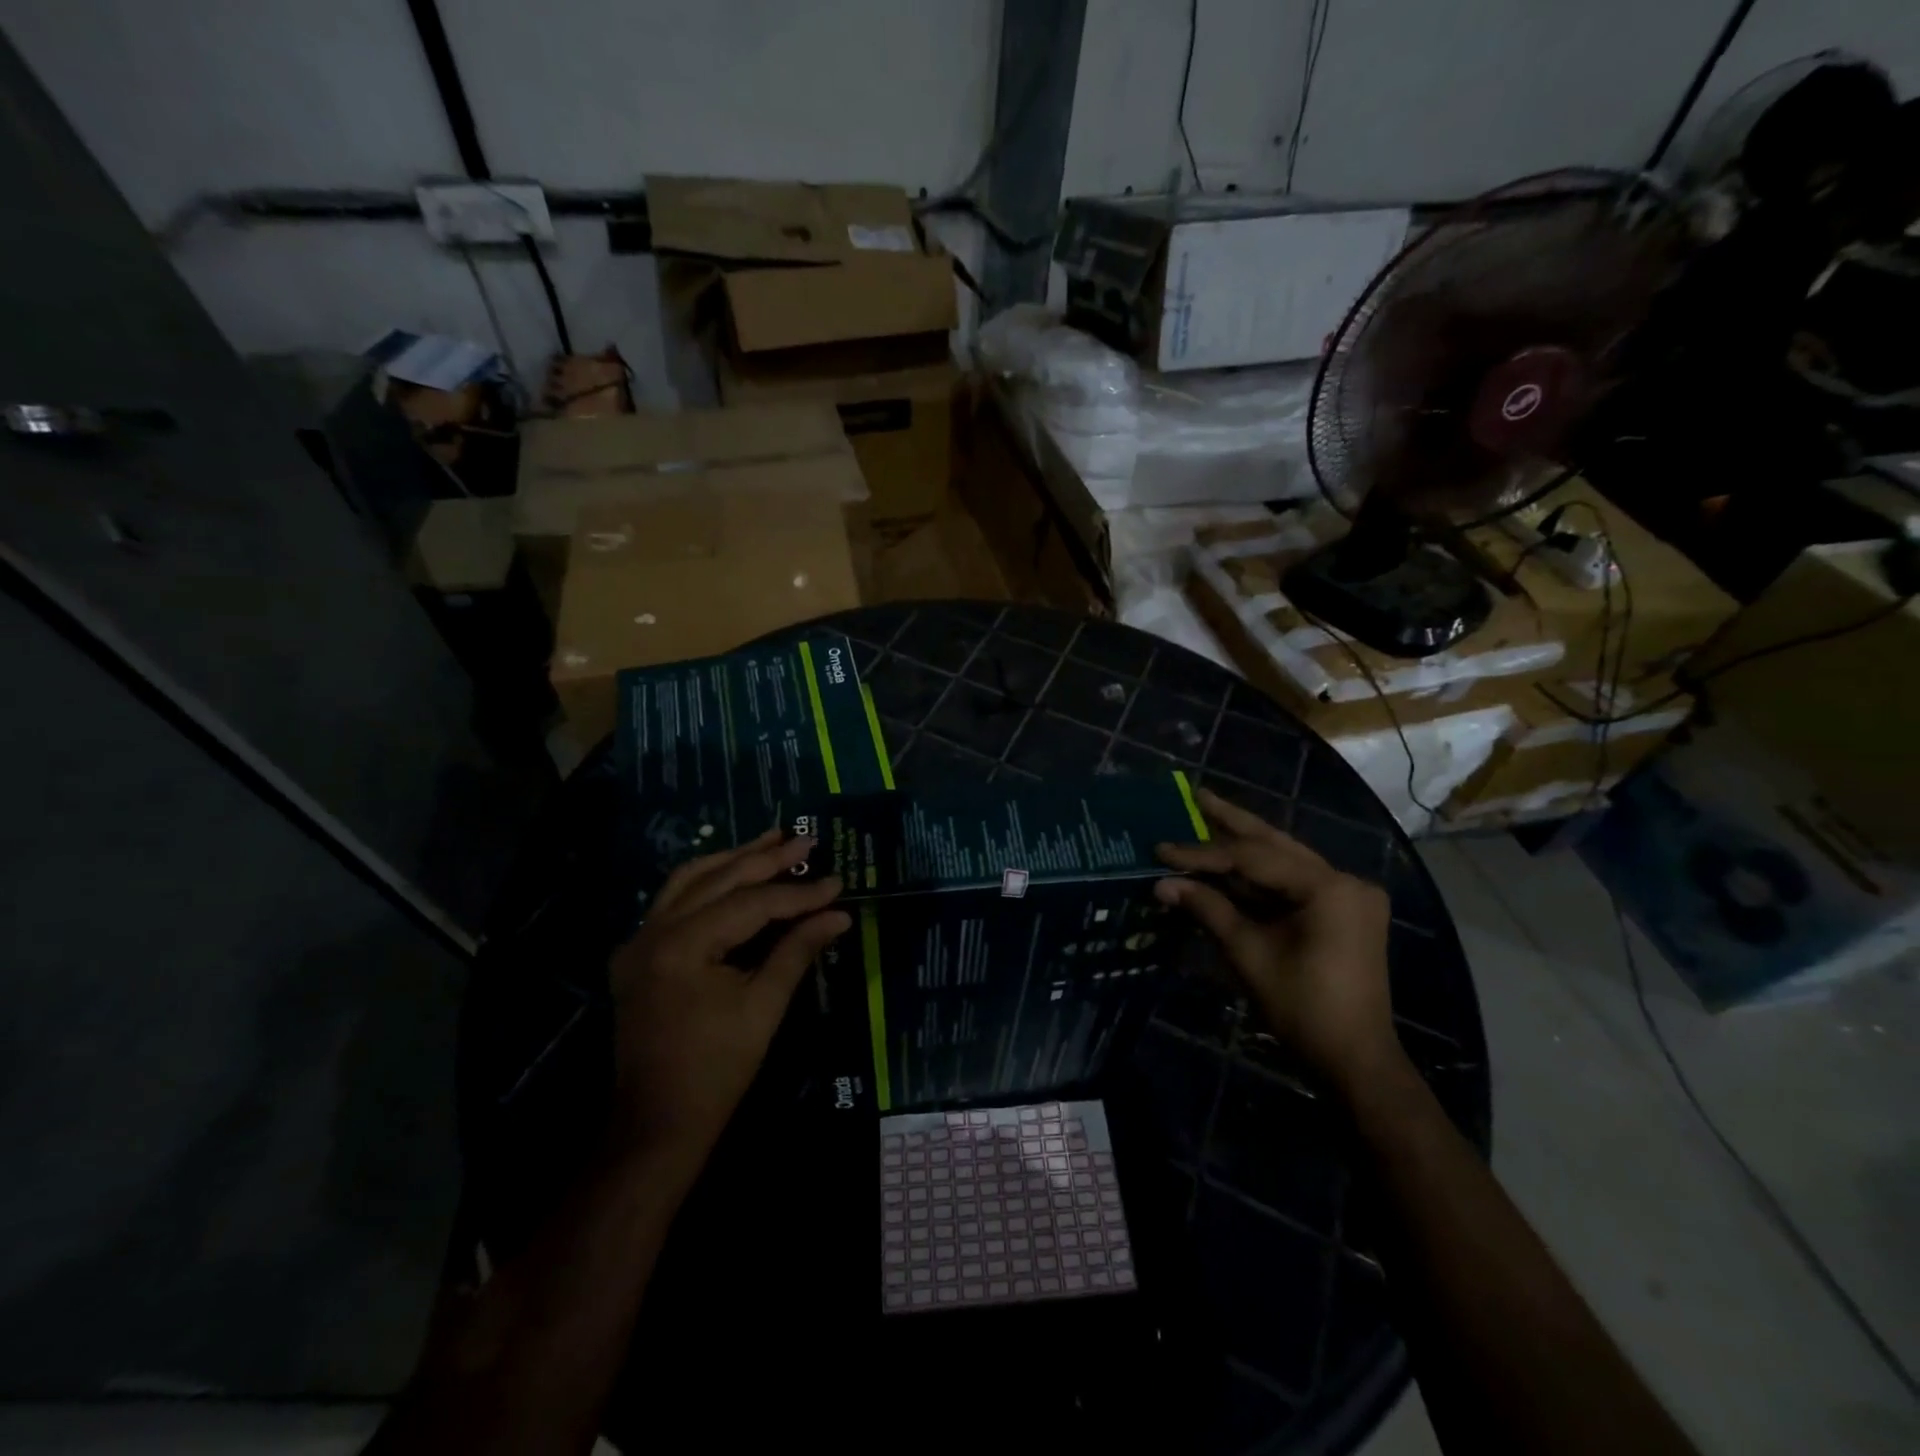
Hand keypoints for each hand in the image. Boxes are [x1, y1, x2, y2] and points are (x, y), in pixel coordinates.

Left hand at [608, 830, 849, 1176]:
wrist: (656, 1124)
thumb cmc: (717, 1070)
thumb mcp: (764, 1006)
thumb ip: (798, 950)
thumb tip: (839, 914)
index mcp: (682, 946)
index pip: (750, 904)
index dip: (797, 893)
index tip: (836, 882)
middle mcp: (652, 932)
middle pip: (717, 880)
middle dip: (764, 858)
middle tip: (805, 839)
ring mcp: (638, 942)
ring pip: (688, 880)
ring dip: (732, 859)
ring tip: (771, 841)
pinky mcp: (637, 954)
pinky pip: (672, 901)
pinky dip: (706, 882)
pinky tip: (732, 873)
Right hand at [1155, 787, 1400, 1093]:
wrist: (1355, 1060)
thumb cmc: (1303, 1007)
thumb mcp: (1249, 954)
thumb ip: (1208, 909)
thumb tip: (1162, 883)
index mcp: (1328, 887)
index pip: (1253, 858)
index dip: (1202, 853)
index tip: (1162, 849)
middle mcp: (1344, 880)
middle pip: (1276, 844)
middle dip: (1232, 821)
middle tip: (1197, 794)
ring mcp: (1347, 896)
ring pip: (1285, 860)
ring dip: (1244, 844)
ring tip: (1208, 814)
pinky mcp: (1342, 912)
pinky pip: (1293, 882)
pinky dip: (1260, 875)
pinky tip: (1230, 860)